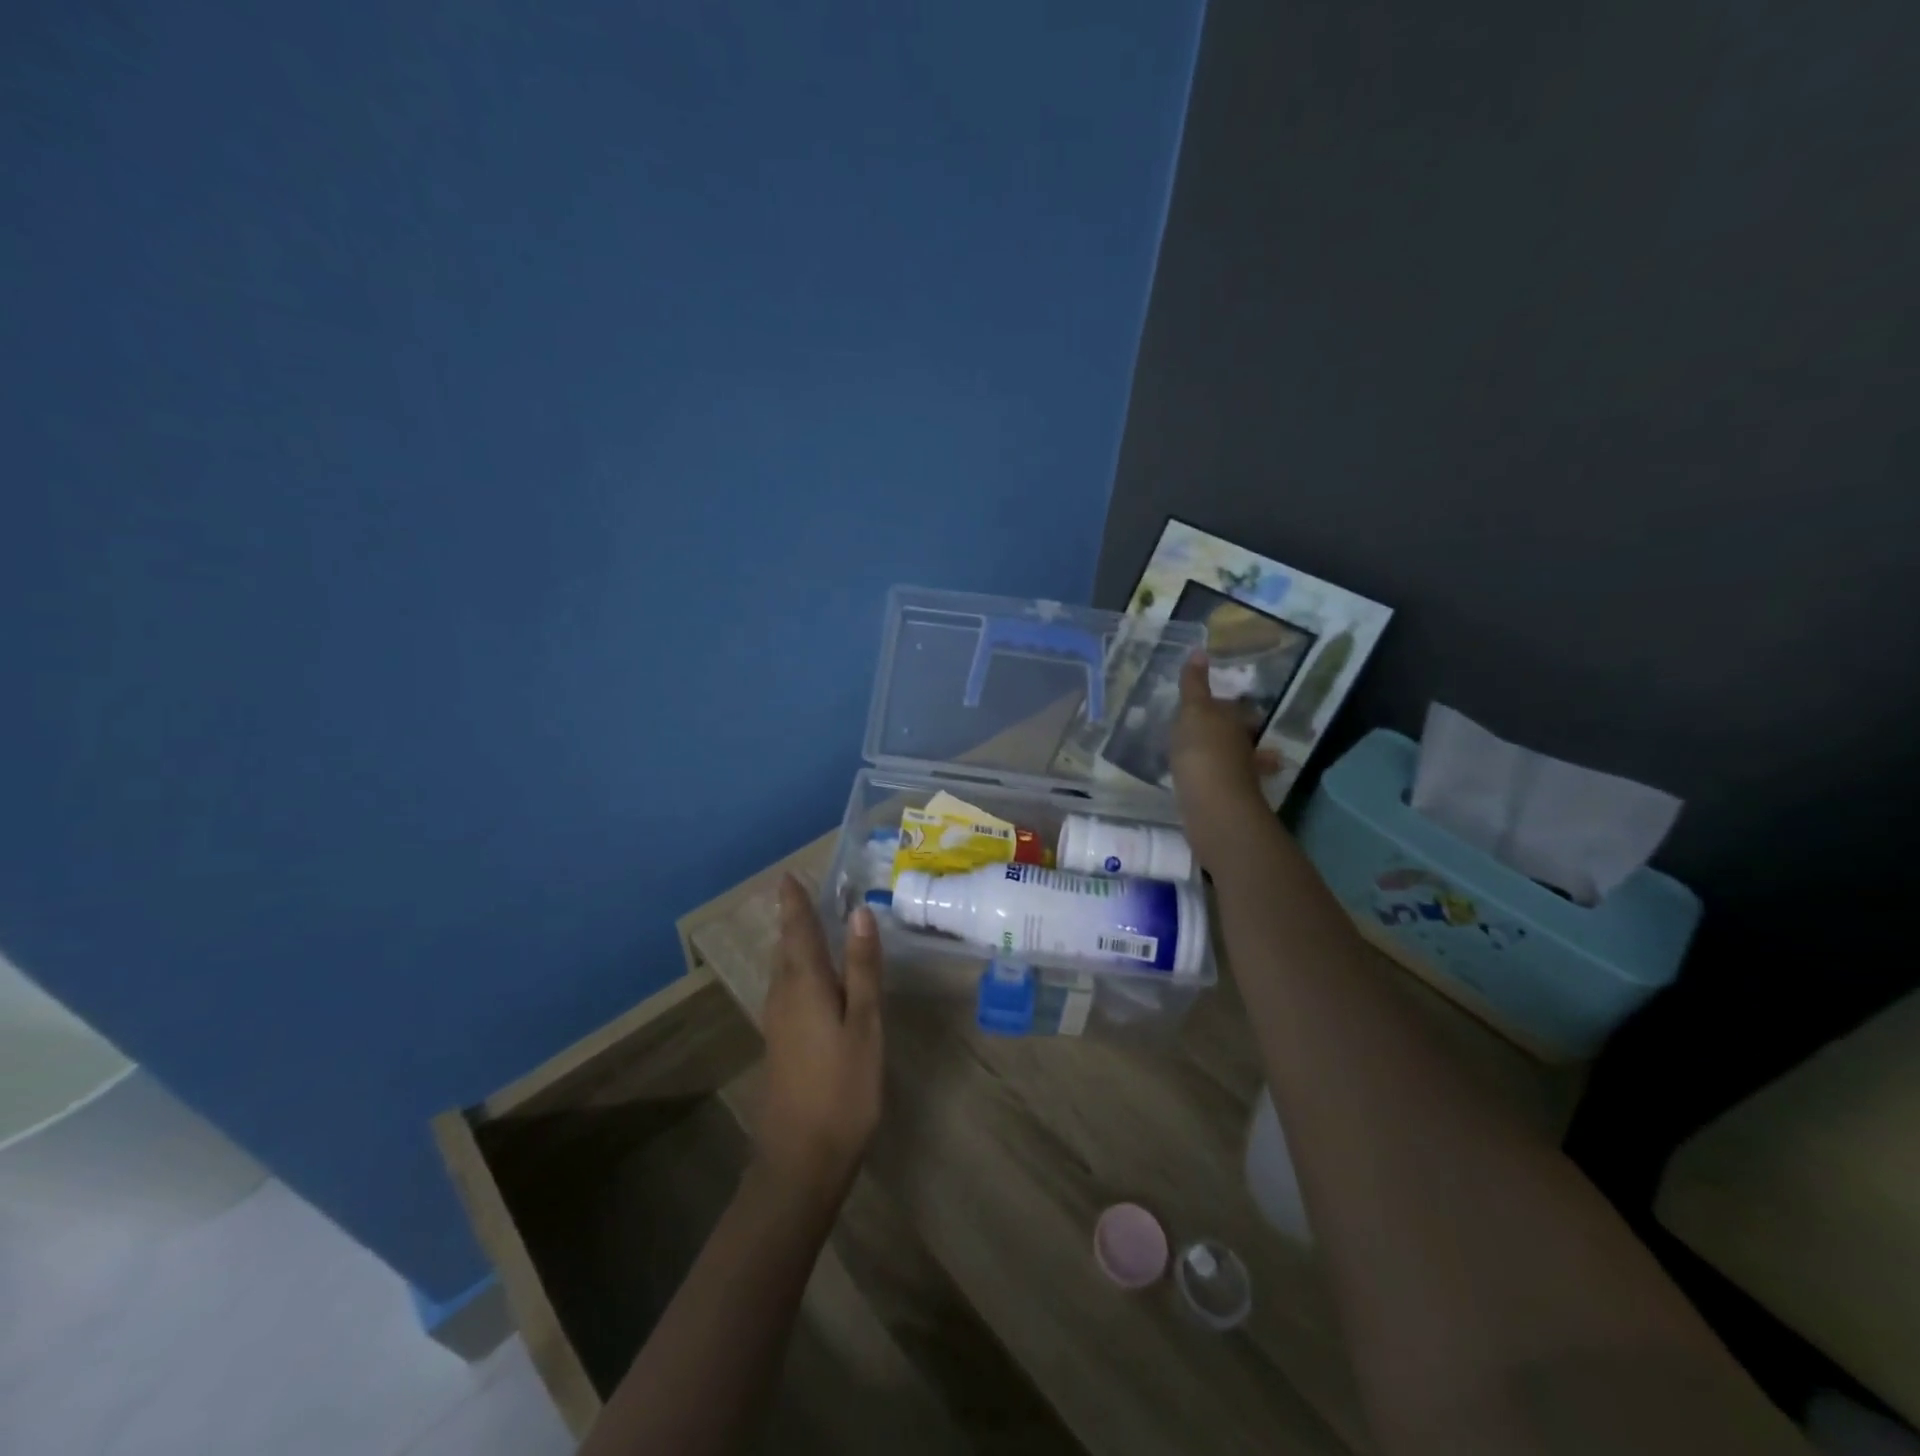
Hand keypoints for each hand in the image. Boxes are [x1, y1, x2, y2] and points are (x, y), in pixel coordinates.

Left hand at [754, 876, 884, 1211]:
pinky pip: (788, 990)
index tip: (790, 875)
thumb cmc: (842, 1089)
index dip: (795, 902)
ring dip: (796, 944)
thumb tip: (859, 914)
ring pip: (784, 970)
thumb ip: (862, 969)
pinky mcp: (780, 1043)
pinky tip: (816, 978)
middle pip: (787, 947)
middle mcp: (782, 996)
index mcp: (804, 985)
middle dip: (794, 919)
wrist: (800, 1161)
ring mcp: (777, 1023)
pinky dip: (799, 970)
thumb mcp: (864, 1025)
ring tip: (813, 925)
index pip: (797, 930)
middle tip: (807, 893)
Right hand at [1169, 653, 1281, 871]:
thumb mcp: (1193, 711)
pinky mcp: (1227, 801)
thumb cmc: (1202, 750)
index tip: (1210, 706)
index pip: (1231, 709)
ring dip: (1222, 760)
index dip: (1222, 707)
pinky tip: (1198, 787)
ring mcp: (1238, 776)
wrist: (1213, 804)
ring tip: (1201, 760)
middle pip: (1237, 736)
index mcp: (1234, 722)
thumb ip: (1194, 685)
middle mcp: (1243, 747)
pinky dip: (1212, 783)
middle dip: (1228, 734)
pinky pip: (1219, 786)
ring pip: (1232, 762)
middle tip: (1208, 732)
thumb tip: (1200, 650)